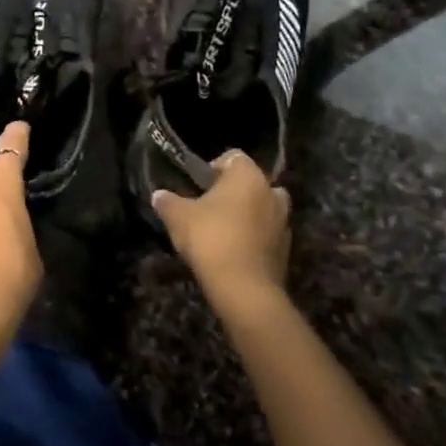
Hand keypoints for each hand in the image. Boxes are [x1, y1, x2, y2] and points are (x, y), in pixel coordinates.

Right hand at [152, 151, 290, 315]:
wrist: (244, 288)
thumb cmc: (211, 239)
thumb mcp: (178, 217)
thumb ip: (168, 201)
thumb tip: (159, 195)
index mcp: (248, 176)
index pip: (234, 157)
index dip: (214, 167)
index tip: (198, 184)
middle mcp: (272, 193)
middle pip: (252, 182)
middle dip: (234, 191)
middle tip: (210, 206)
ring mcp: (283, 222)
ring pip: (263, 208)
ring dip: (247, 214)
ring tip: (222, 229)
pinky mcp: (286, 249)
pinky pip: (267, 233)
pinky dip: (254, 236)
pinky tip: (233, 250)